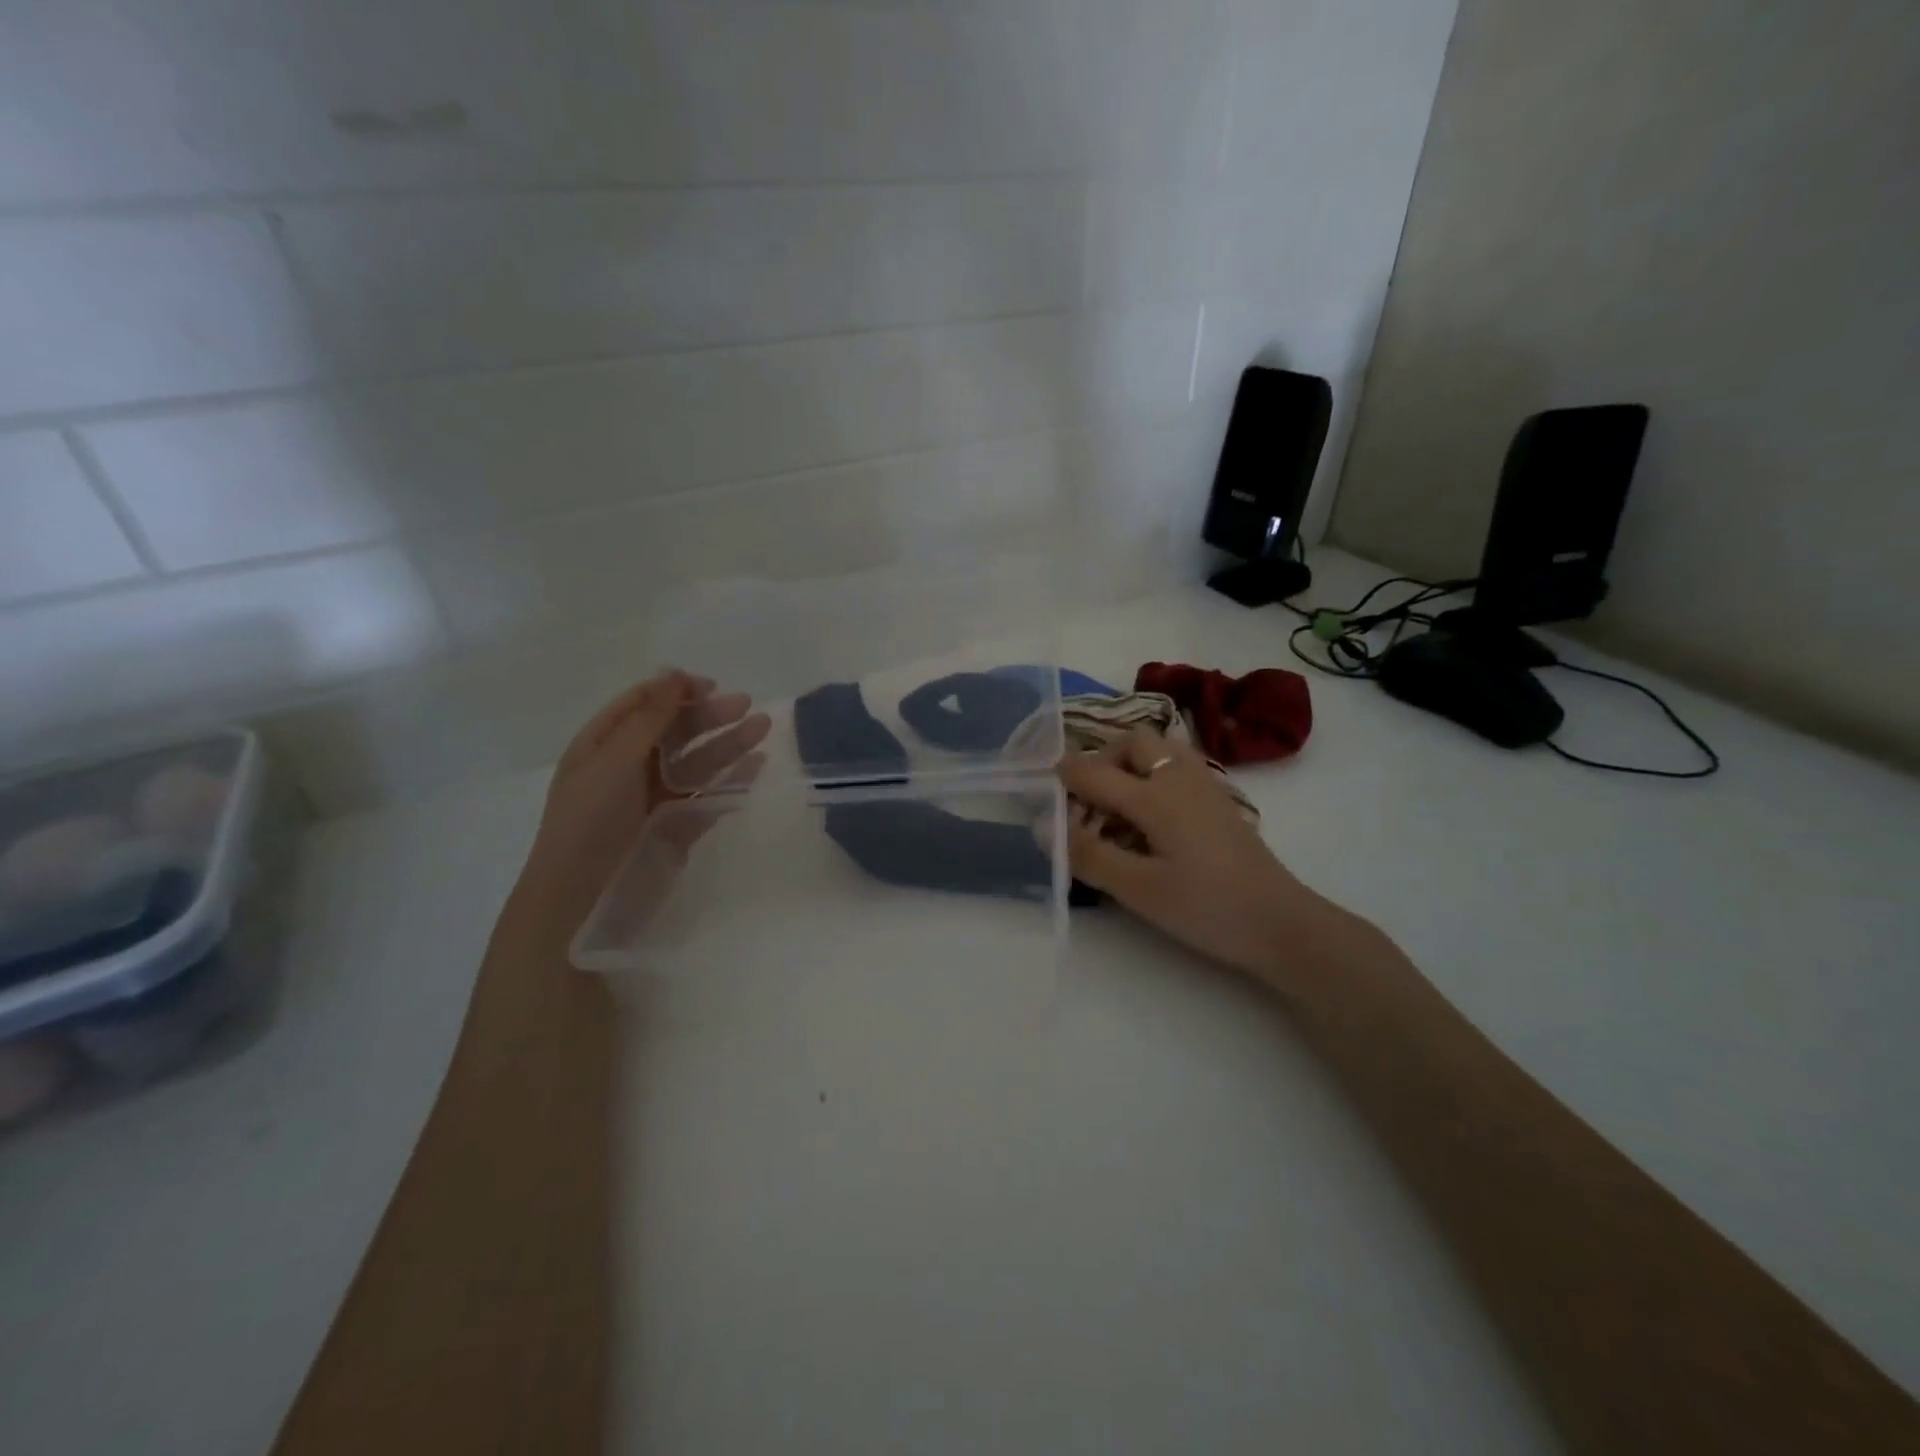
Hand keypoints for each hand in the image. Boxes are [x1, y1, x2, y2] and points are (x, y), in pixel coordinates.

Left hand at [520, 671, 770, 928]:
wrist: (582, 897)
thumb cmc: (590, 821)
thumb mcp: (614, 760)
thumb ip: (649, 719)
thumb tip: (674, 674)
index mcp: (604, 744)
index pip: (642, 704)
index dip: (675, 690)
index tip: (710, 686)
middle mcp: (630, 766)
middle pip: (675, 730)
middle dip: (708, 715)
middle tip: (746, 706)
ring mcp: (655, 797)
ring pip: (697, 761)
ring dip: (728, 743)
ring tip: (762, 728)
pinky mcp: (677, 824)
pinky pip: (708, 794)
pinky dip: (732, 779)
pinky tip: (756, 766)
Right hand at [1058, 730, 1324, 980]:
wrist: (1281, 923)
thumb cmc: (1205, 907)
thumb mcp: (1138, 889)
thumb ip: (1088, 855)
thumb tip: (1044, 827)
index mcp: (1155, 795)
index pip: (1093, 772)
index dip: (1061, 778)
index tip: (1042, 794)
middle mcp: (1179, 777)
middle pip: (1131, 742)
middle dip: (1101, 762)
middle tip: (1086, 802)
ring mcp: (1204, 785)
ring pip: (1158, 750)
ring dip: (1129, 766)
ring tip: (1116, 810)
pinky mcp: (1219, 800)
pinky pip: (1176, 767)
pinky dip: (1152, 778)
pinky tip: (1150, 821)